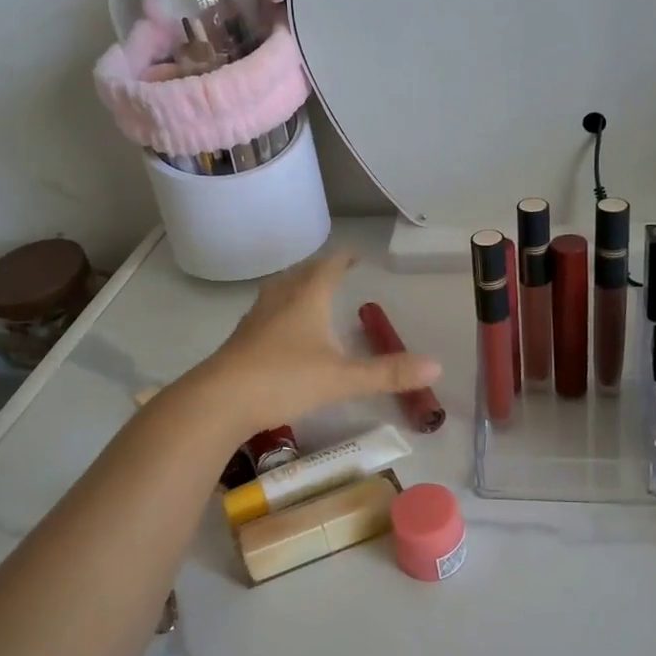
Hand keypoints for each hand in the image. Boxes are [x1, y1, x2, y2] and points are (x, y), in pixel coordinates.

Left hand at [192, 255, 440, 435]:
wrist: (219, 400)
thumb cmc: (284, 380)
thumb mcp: (342, 379)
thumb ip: (387, 373)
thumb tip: (436, 367)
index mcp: (306, 300)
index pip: (328, 269)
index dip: (343, 260)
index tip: (355, 255)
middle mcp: (279, 302)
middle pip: (300, 276)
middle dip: (319, 271)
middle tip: (333, 271)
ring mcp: (255, 320)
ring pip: (278, 293)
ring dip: (295, 288)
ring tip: (305, 293)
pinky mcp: (239, 341)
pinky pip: (264, 315)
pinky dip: (278, 312)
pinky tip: (279, 332)